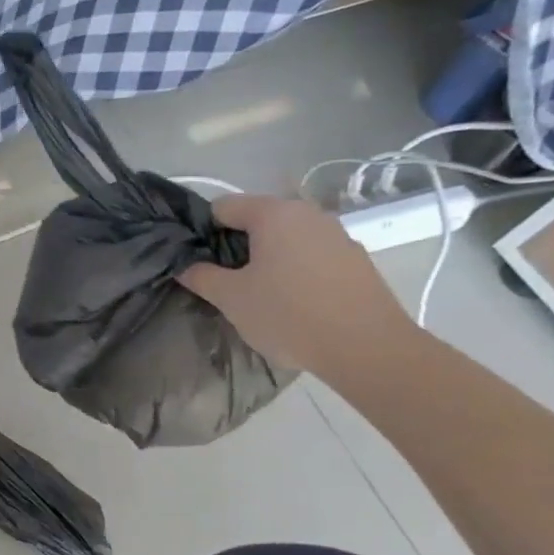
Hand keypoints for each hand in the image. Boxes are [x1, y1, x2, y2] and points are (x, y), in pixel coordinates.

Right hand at [180, 195, 417, 378]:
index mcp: (274, 213)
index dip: (203, 231)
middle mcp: (308, 214)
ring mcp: (338, 235)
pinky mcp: (357, 260)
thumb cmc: (288, 315)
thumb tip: (185, 265)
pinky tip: (294, 302)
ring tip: (260, 294)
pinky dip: (296, 270)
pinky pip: (312, 256)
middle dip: (237, 245)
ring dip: (268, 258)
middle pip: (258, 220)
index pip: (223, 206)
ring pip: (287, 238)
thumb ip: (201, 276)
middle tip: (225, 281)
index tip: (198, 261)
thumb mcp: (230, 298)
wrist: (367, 348)